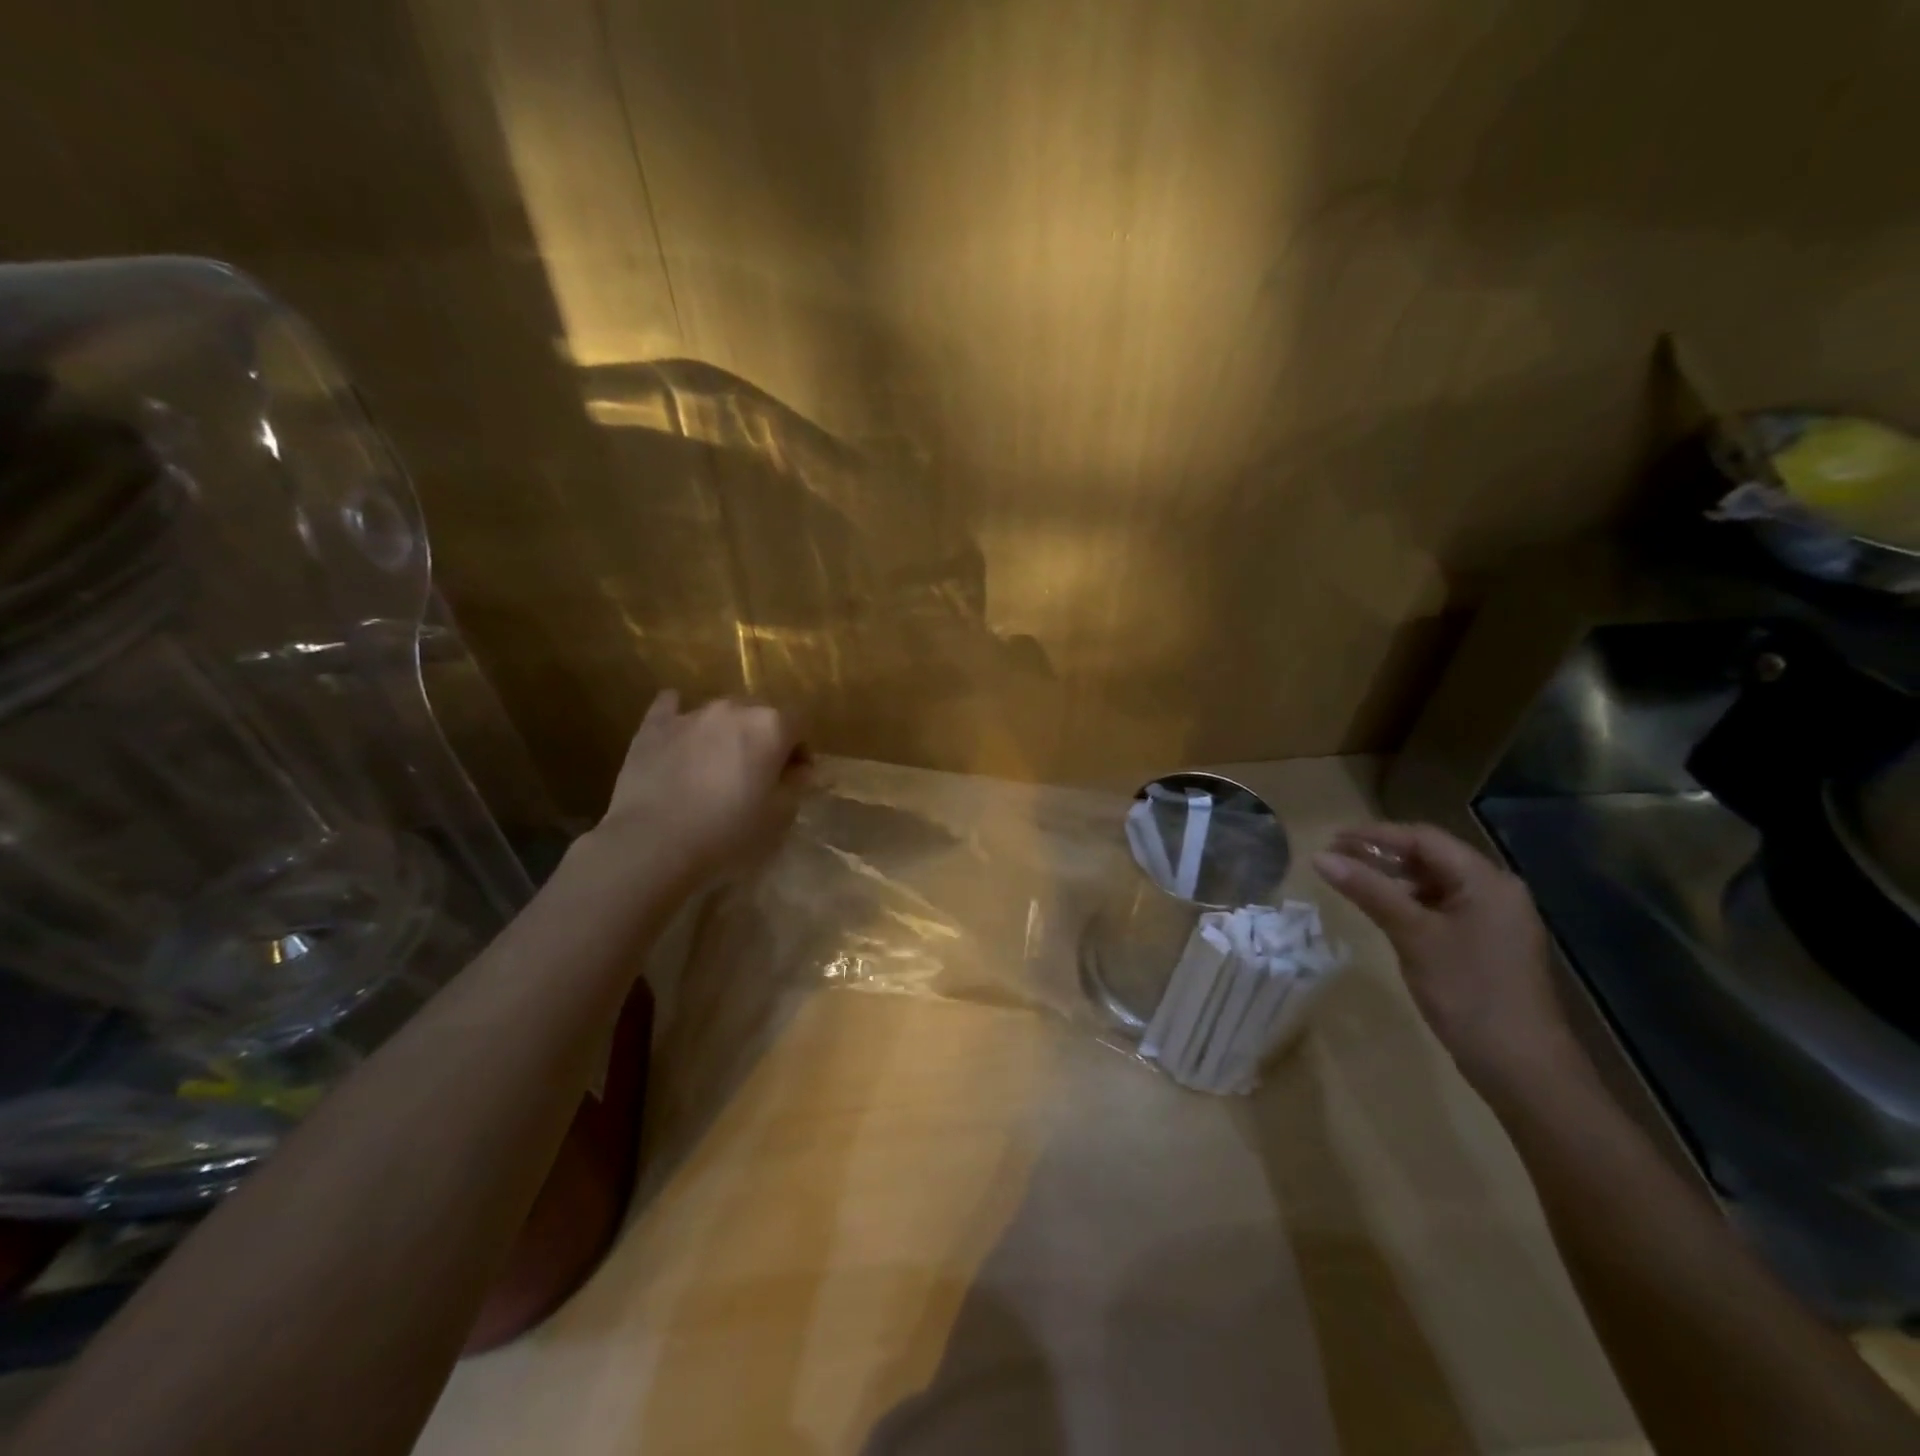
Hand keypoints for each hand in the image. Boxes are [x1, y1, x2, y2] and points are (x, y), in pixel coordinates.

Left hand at [589, 691, 806, 887]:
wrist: (653, 844)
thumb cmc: (728, 834)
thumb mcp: (780, 818)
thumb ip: (796, 785)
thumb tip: (798, 768)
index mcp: (771, 726)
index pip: (799, 723)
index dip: (800, 749)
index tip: (793, 777)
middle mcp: (733, 709)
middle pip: (760, 713)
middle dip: (763, 737)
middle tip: (756, 773)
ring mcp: (690, 714)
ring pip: (720, 713)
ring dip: (726, 733)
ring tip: (716, 766)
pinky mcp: (653, 727)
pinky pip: (670, 707)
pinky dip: (679, 716)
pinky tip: (678, 734)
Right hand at [1313, 822, 1584, 1100]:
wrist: (1522, 1067)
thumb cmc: (1468, 992)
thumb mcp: (1413, 936)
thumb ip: (1368, 891)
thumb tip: (1319, 857)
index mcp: (1486, 881)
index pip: (1424, 839)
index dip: (1375, 835)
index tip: (1331, 839)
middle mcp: (1495, 891)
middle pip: (1431, 857)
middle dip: (1381, 854)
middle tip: (1334, 858)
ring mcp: (1494, 920)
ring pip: (1434, 883)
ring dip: (1393, 879)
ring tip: (1350, 881)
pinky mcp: (1486, 944)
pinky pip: (1441, 908)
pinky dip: (1409, 903)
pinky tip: (1382, 911)